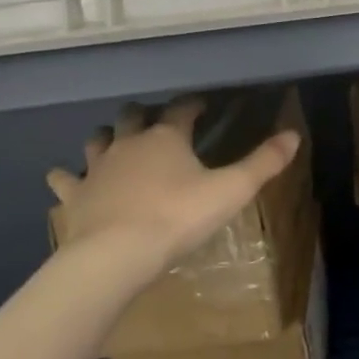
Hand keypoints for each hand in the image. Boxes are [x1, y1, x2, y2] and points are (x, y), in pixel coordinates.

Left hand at [47, 100, 300, 289]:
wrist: (116, 254)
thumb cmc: (178, 218)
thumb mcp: (231, 191)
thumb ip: (263, 163)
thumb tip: (294, 134)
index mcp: (167, 138)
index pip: (182, 110)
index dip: (193, 105)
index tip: (202, 105)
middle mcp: (129, 143)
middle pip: (133, 116)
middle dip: (144, 114)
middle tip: (155, 120)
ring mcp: (97, 168)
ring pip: (98, 140)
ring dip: (106, 137)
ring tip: (113, 140)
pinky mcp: (75, 195)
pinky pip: (66, 179)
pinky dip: (67, 176)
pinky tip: (64, 178)